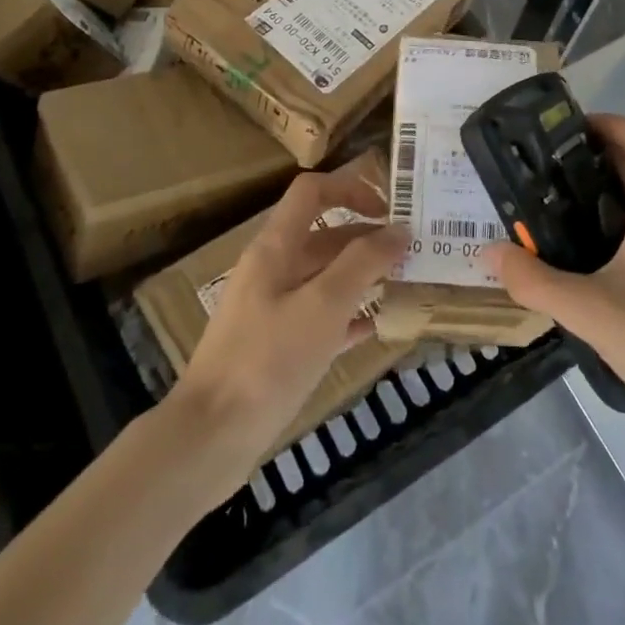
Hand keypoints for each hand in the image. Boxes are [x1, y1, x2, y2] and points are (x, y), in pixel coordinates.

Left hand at [171, 154, 405, 481]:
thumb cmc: (268, 360)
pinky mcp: (275, 346)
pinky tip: (377, 327)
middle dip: (367, 238)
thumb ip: (363, 263)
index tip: (391, 210)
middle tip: (413, 253)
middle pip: (324, 235)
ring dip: (362, 276)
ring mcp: (271, 309)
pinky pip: (319, 317)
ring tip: (405, 285)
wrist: (211, 437)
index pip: (312, 192)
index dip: (351, 188)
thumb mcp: (323, 305)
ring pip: (324, 277)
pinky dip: (348, 315)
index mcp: (275, 247)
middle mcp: (272, 269)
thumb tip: (399, 229)